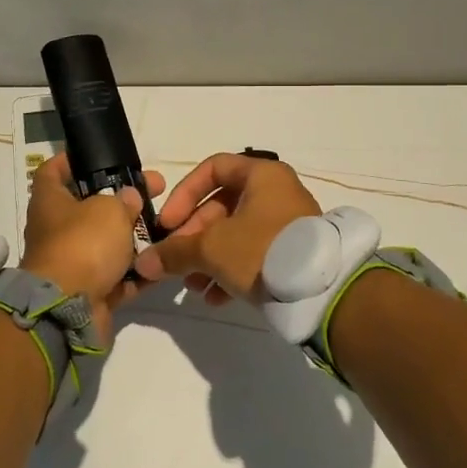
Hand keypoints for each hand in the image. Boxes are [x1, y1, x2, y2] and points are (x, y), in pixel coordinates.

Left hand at [19, 154, 166, 345]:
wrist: (68, 309)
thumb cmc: (83, 245)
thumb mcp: (109, 210)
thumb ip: (123, 200)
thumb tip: (128, 198)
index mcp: (49, 202)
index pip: (52, 171)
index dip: (71, 161)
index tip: (99, 157)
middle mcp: (56, 230)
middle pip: (89, 208)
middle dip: (122, 201)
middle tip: (154, 192)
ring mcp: (71, 263)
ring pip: (106, 244)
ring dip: (133, 238)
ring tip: (166, 229)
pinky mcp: (88, 291)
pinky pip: (116, 276)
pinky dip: (136, 272)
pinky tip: (161, 264)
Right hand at [133, 152, 321, 304]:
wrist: (323, 292)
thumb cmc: (262, 250)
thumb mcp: (211, 249)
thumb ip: (174, 252)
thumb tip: (143, 263)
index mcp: (261, 175)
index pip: (212, 169)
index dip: (184, 193)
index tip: (168, 223)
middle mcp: (276, 192)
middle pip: (221, 206)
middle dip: (193, 236)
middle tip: (176, 260)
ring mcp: (287, 223)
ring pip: (235, 234)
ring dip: (207, 259)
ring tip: (193, 286)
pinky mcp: (293, 253)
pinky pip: (253, 254)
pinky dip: (230, 271)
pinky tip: (215, 298)